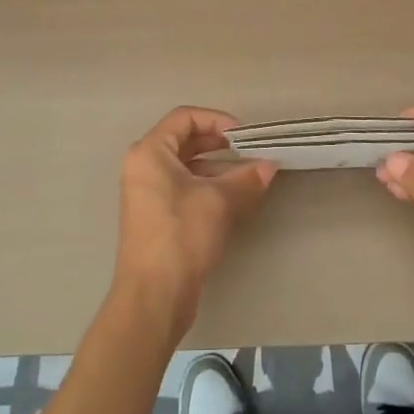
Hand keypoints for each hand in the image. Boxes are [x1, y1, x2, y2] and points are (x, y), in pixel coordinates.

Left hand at [114, 107, 277, 344]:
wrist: (153, 296)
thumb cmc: (181, 236)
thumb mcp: (218, 202)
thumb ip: (246, 178)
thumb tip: (270, 166)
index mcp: (149, 152)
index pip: (184, 117)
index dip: (217, 120)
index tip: (244, 136)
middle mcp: (143, 166)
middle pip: (184, 140)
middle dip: (219, 143)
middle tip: (250, 151)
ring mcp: (147, 192)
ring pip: (186, 166)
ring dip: (217, 167)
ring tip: (249, 176)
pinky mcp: (156, 215)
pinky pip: (184, 187)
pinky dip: (208, 186)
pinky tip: (235, 198)